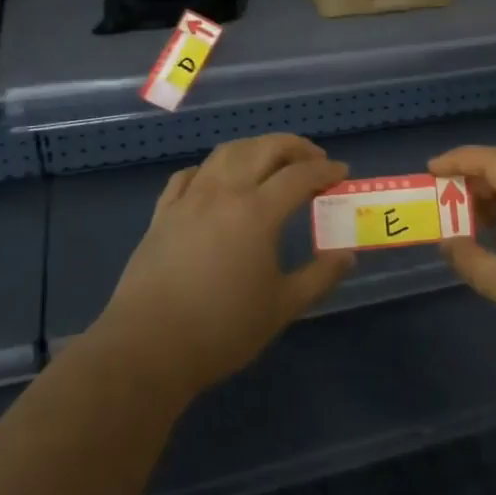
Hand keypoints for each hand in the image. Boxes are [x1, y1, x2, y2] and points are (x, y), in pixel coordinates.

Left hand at [96, 134, 352, 399]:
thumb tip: (347, 255)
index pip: (299, 176)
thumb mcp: (283, 307)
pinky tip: (218, 180)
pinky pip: (190, 175)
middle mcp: (223, 193)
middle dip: (294, 147)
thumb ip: (320, 277)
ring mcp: (188, 200)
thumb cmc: (222, 329)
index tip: (342, 173)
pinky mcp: (162, 214)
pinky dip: (212, 168)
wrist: (148, 347)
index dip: (325, 171)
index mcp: (257, 212)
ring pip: (225, 153)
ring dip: (255, 147)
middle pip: (263, 149)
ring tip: (271, 160)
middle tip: (314, 159)